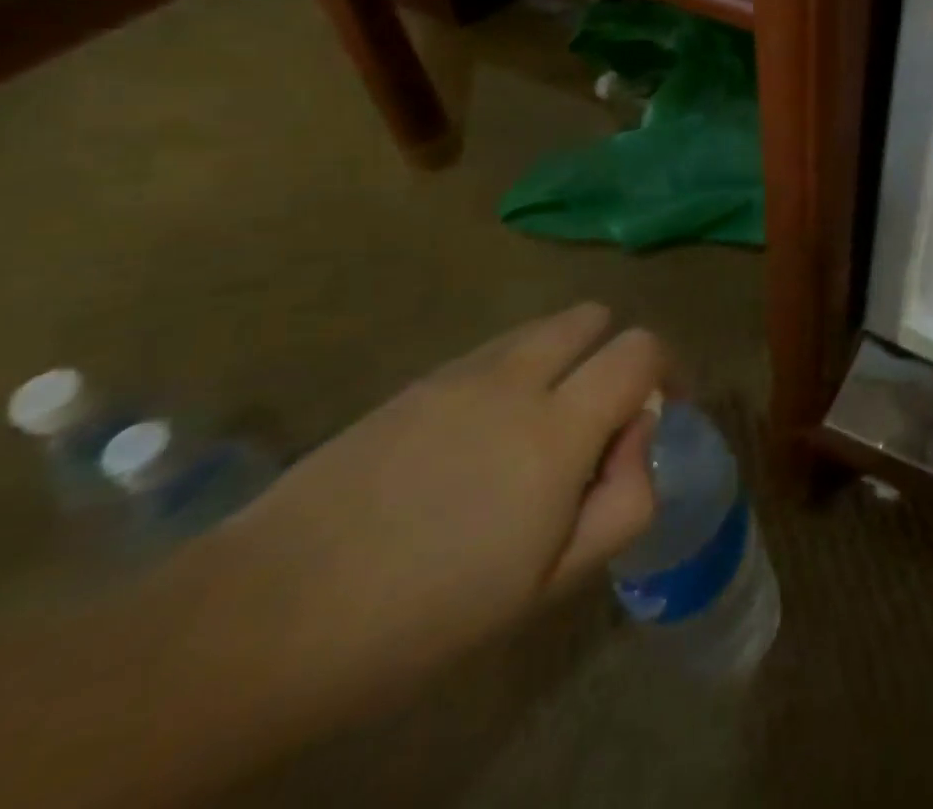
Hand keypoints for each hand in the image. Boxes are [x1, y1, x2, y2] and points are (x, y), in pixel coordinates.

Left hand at [207, 303, 665, 718]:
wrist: (265, 617)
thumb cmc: (425, 615)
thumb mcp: (550, 583)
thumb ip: (624, 500)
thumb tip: (639, 435)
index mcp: (558, 429)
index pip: (641, 348)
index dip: (666, 368)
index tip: (662, 409)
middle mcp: (516, 379)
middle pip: (593, 316)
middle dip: (614, 351)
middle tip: (602, 414)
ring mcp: (460, 374)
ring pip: (541, 329)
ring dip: (564, 359)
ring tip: (541, 426)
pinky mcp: (416, 384)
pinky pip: (492, 352)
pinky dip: (515, 372)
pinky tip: (480, 439)